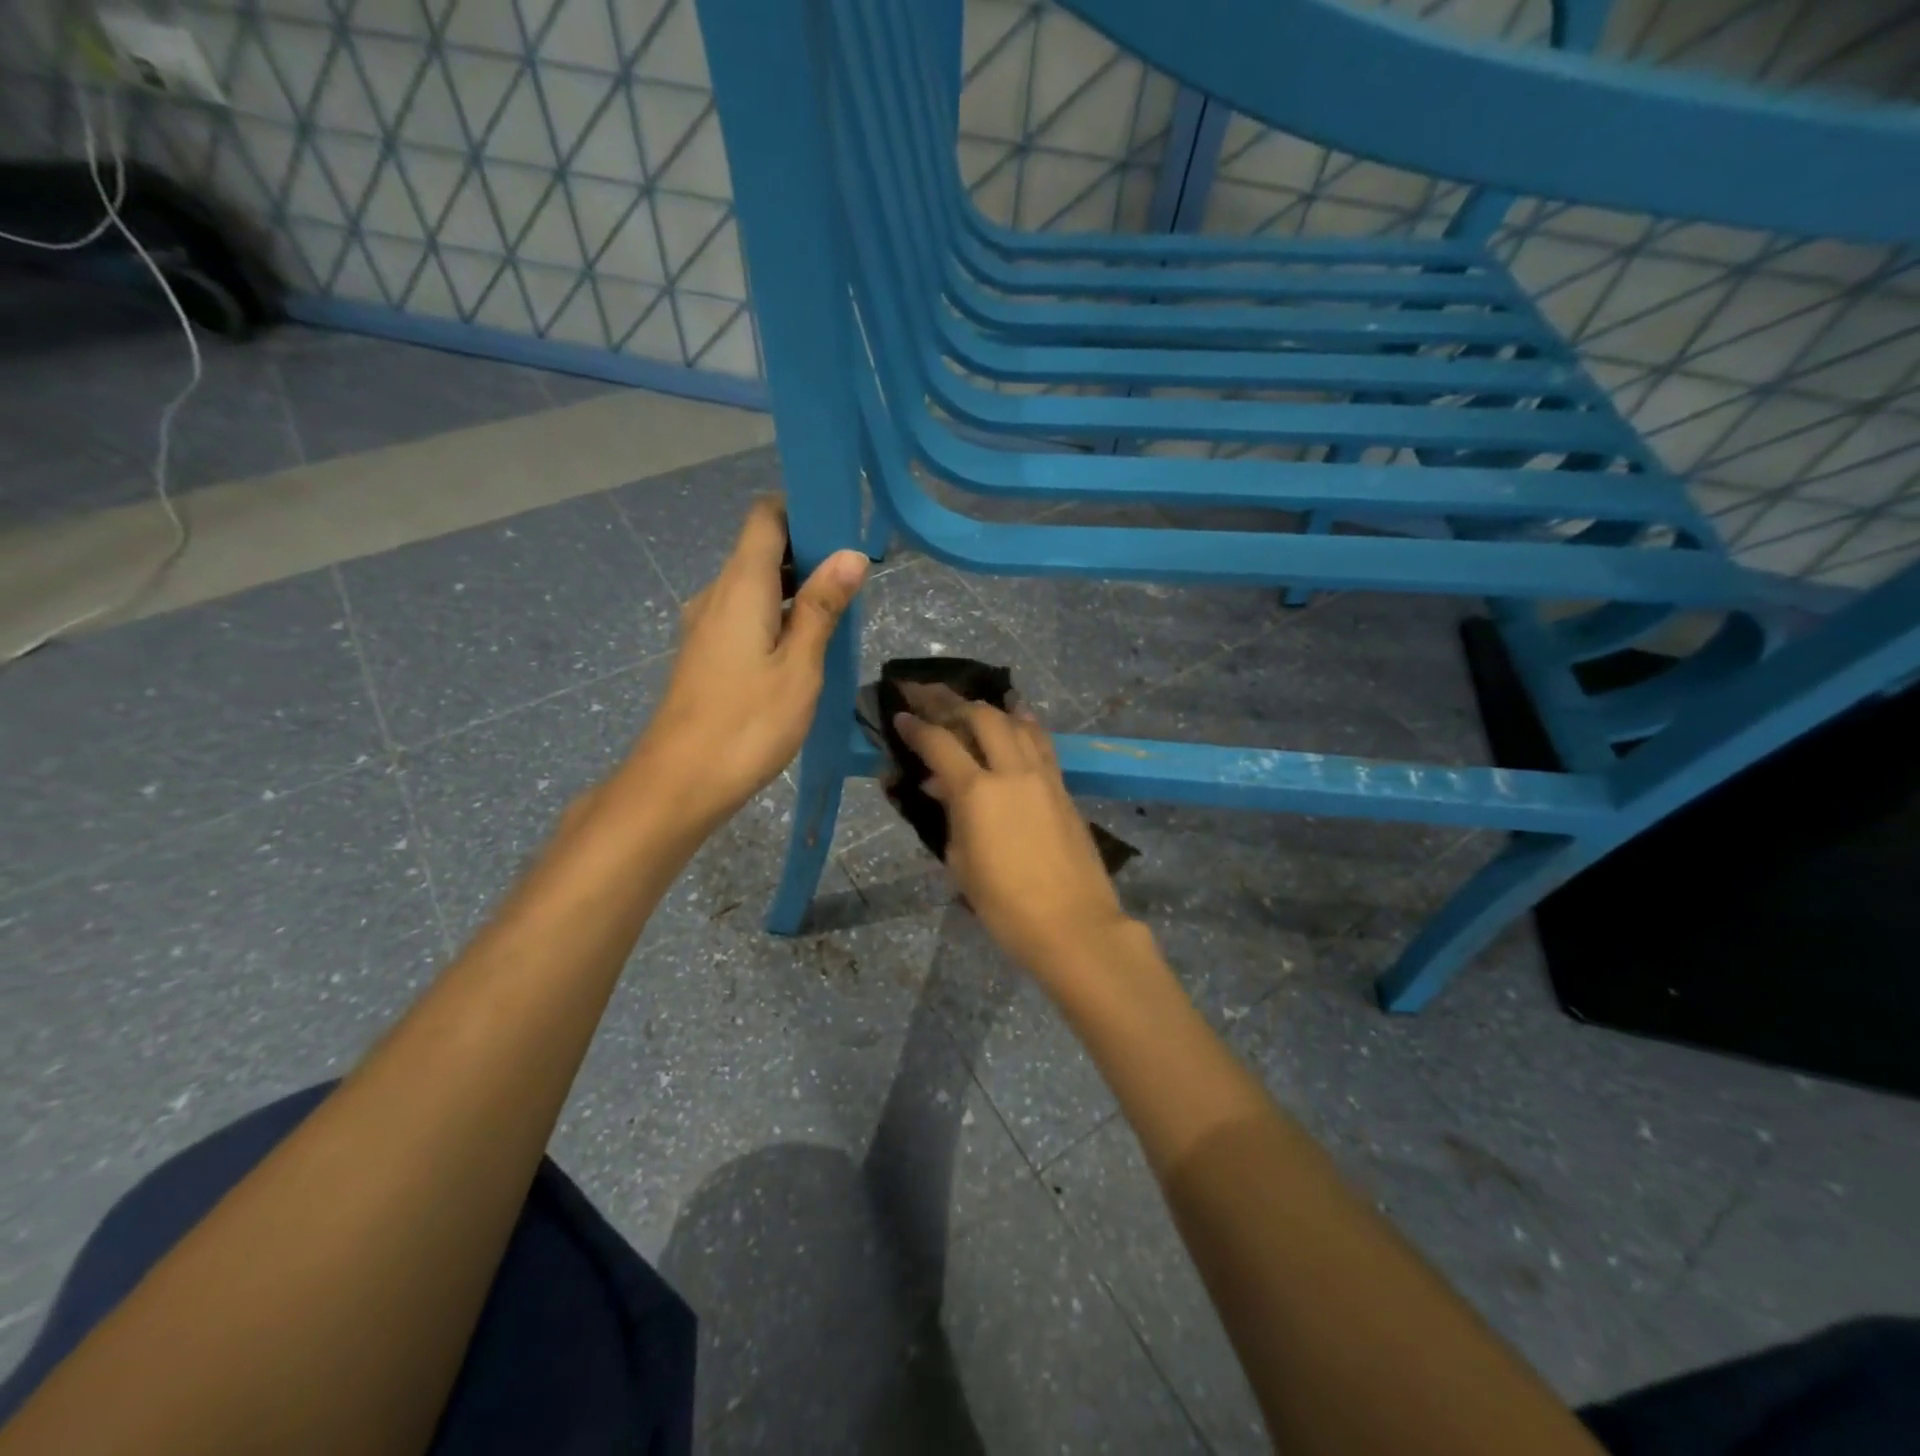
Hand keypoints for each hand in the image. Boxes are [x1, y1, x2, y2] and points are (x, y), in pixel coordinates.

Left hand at [636, 497, 866, 827]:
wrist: (680, 782)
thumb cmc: (748, 722)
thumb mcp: (799, 666)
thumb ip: (821, 607)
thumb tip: (849, 555)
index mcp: (740, 585)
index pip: (766, 516)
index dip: (803, 511)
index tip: (844, 529)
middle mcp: (716, 594)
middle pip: (761, 549)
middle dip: (808, 553)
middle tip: (856, 581)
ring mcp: (705, 625)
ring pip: (754, 585)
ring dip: (795, 589)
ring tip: (838, 616)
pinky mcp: (705, 653)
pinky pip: (745, 614)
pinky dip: (776, 616)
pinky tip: (804, 647)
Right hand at [894, 702, 1134, 977]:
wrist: (1072, 924)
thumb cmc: (1005, 905)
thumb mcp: (961, 862)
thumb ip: (950, 816)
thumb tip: (940, 786)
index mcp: (977, 792)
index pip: (939, 743)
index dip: (916, 727)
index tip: (900, 716)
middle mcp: (1011, 771)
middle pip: (982, 717)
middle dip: (951, 702)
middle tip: (929, 696)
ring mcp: (1043, 775)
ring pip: (1016, 722)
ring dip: (989, 708)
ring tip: (970, 704)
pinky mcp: (1063, 787)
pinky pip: (1041, 742)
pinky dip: (1024, 724)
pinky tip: (1017, 717)